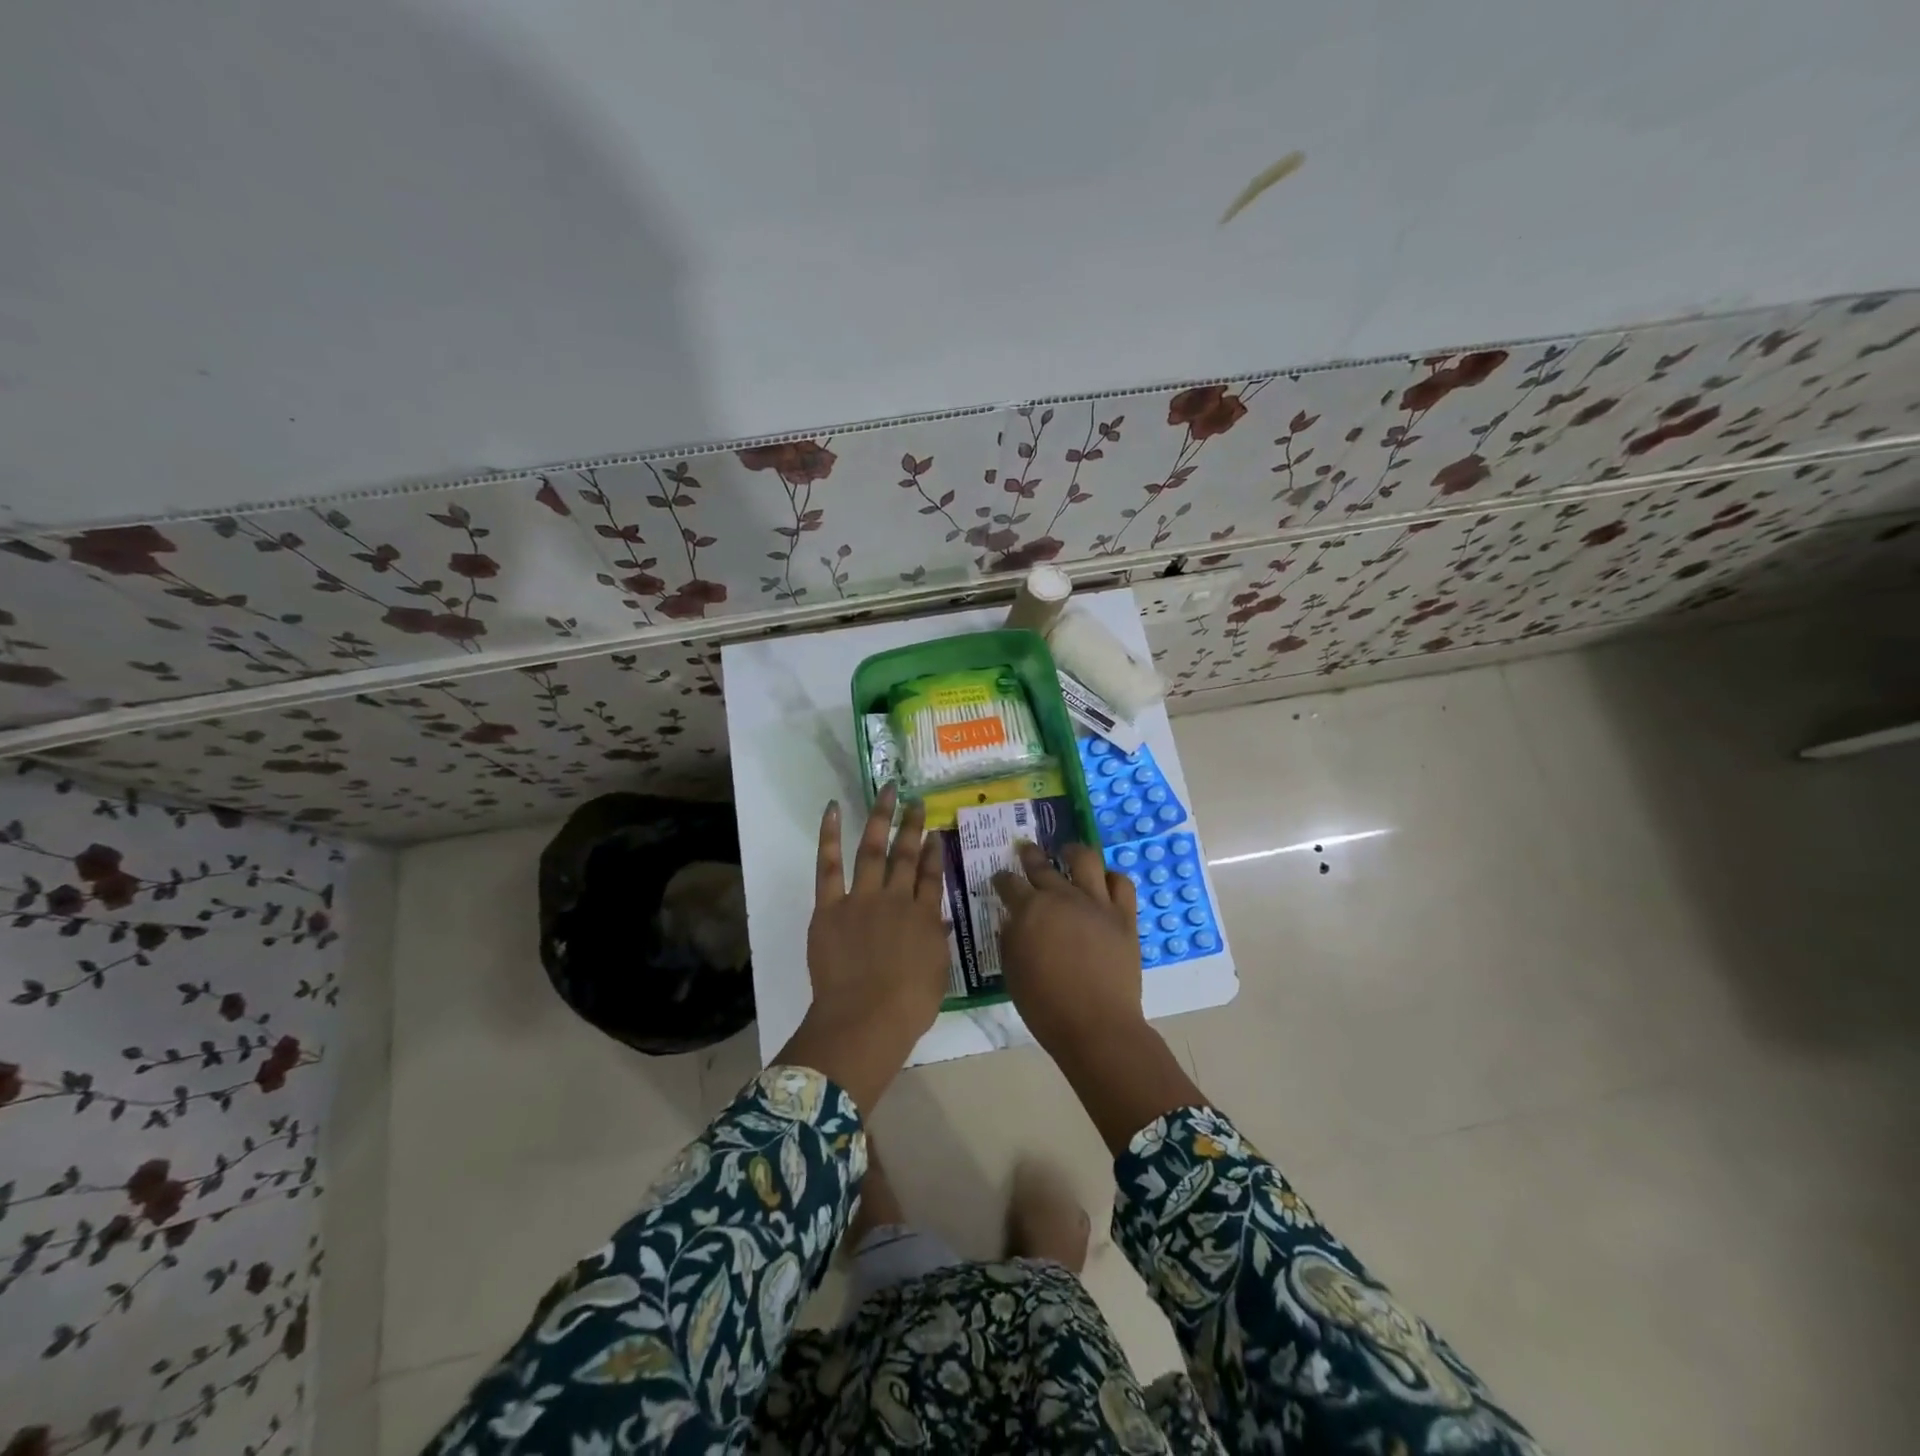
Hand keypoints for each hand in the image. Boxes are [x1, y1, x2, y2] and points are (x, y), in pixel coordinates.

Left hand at [777, 784, 948, 1110]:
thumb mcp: (937, 975)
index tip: (937, 832)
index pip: (932, 876)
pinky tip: (833, 810)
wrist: (866, 1017)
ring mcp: (863, 898)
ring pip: (873, 849)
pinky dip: (829, 836)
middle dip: (913, 826)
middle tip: (917, 802)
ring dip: (880, 818)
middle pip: (907, 855)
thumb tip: (940, 922)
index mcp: (924, 917)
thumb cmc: (908, 1006)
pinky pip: (829, 865)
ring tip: (887, 792)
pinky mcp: (830, 906)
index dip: (936, 852)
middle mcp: (897, 898)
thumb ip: (937, 943)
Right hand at [992, 841, 1144, 1058]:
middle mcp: (1061, 897)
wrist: (1096, 1025)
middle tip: (1026, 850)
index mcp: (1029, 910)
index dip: (1002, 878)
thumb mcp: (1012, 972)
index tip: (1000, 878)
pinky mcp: (1123, 916)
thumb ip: (1010, 939)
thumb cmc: (1045, 1005)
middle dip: (1030, 855)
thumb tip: (1013, 920)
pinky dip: (1111, 878)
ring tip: (1069, 852)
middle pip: (1042, 865)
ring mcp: (1096, 903)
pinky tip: (1104, 882)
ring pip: (1085, 859)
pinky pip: (1121, 883)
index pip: (1009, 883)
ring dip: (1073, 852)